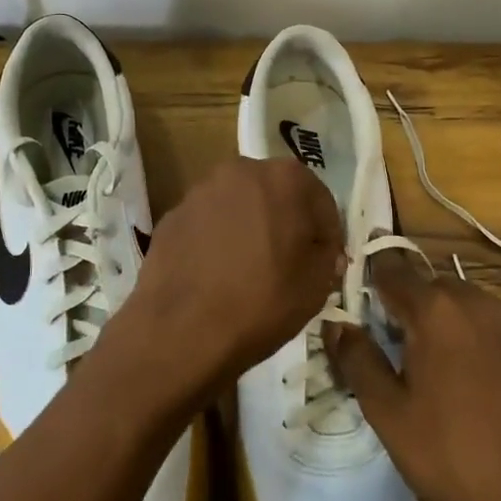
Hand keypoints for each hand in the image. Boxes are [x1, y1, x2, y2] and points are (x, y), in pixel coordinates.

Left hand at [114, 156, 342, 404]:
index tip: (326, 262)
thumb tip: (320, 249)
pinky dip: (217, 240)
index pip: (319, 200)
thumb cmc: (262, 301)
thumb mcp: (317, 284)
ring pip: (238, 206)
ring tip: (251, 269)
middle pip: (275, 194)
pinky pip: (207, 224)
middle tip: (290, 262)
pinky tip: (217, 274)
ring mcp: (200, 191)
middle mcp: (240, 171)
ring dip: (250, 228)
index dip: (327, 233)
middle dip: (286, 222)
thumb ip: (327, 255)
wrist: (182, 329)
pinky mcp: (172, 216)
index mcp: (283, 178)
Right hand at [326, 251, 500, 500]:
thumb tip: (335, 325)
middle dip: (406, 305)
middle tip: (389, 344)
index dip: (369, 281)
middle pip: (430, 285)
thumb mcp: (387, 412)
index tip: (355, 302)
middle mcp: (479, 305)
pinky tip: (469, 386)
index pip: (392, 269)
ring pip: (464, 306)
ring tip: (428, 366)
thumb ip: (356, 358)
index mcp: (438, 310)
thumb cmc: (450, 457)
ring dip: (441, 322)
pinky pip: (492, 331)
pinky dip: (472, 341)